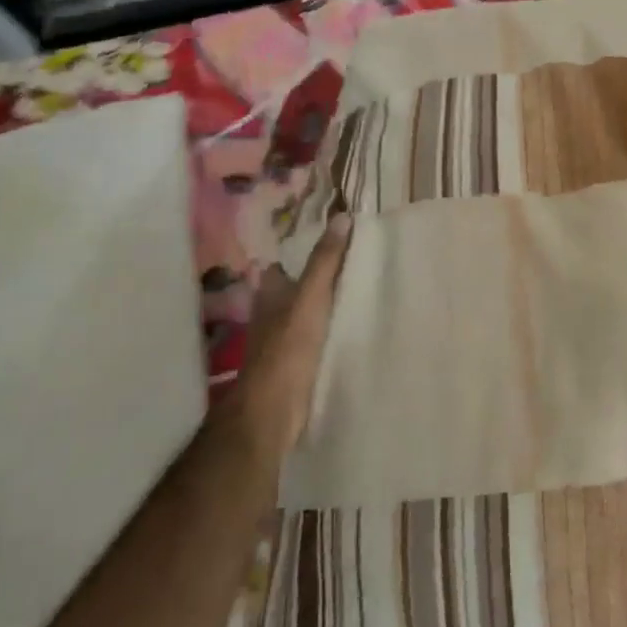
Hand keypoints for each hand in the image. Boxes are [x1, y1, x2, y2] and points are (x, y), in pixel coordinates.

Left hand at [226, 213, 351, 451]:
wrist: (273, 409)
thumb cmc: (288, 347)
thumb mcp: (311, 297)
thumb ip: (325, 260)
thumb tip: (342, 217)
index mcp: (270, 294)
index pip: (280, 267)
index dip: (297, 256)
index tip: (328, 247)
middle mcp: (270, 316)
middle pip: (291, 292)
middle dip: (312, 283)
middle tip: (350, 270)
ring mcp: (279, 344)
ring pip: (301, 317)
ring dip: (321, 310)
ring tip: (356, 298)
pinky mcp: (292, 367)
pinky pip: (312, 342)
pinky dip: (326, 335)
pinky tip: (348, 334)